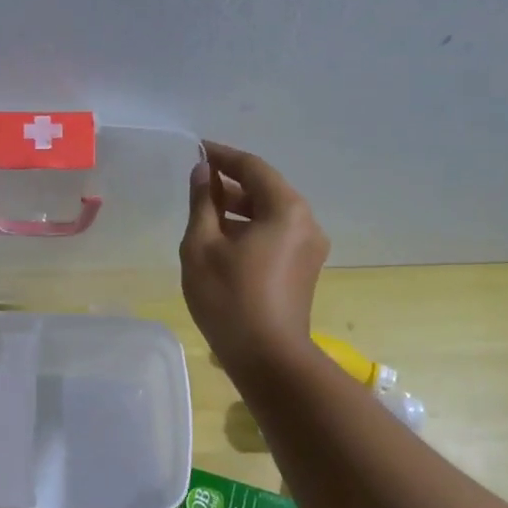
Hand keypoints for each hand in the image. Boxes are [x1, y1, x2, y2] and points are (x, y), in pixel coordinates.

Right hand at [180, 142, 328, 379]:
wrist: (268, 358)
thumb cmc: (229, 299)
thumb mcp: (202, 246)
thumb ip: (203, 203)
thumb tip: (204, 173)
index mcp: (286, 209)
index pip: (252, 168)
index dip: (222, 156)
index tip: (197, 150)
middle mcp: (306, 222)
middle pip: (266, 189)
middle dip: (231, 184)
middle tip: (197, 183)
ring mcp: (310, 248)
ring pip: (271, 214)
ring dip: (240, 209)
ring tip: (205, 213)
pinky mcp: (304, 270)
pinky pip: (276, 235)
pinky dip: (251, 229)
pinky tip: (224, 241)